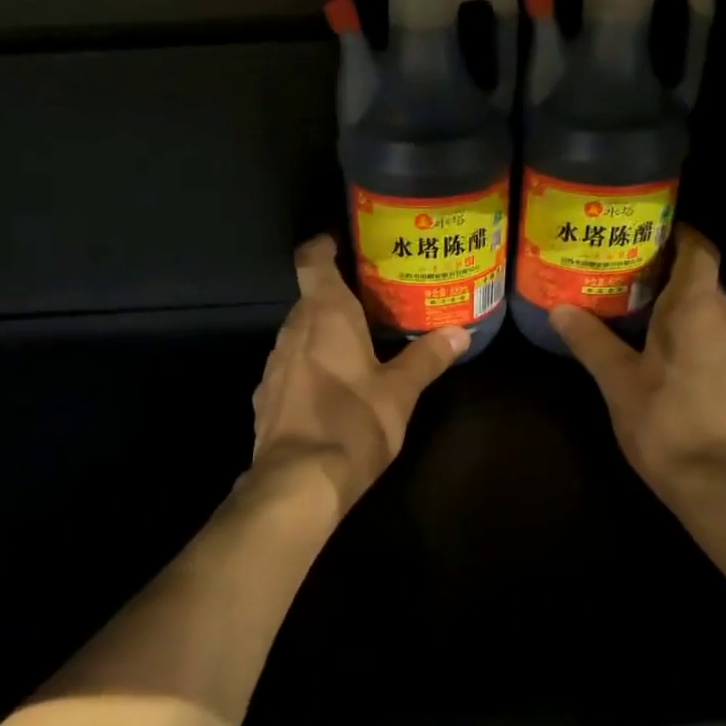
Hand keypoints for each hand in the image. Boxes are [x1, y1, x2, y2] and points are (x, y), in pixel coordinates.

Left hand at [250, 235, 467, 513]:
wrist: (298, 483)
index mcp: (325, 316)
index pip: (313, 261)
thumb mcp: (400, 392)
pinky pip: (290, 366)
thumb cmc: (354, 424)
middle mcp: (292, 330)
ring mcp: (273, 364)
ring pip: (298, 334)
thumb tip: (460, 333)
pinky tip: (331, 388)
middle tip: (372, 302)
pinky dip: (310, 365)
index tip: (341, 242)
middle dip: (336, 297)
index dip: (323, 246)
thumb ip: (427, 358)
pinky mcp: (266, 397)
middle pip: (310, 299)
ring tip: (357, 345)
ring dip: (322, 334)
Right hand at [550, 226, 725, 504]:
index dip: (677, 234)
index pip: (699, 250)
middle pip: (701, 280)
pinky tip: (656, 354)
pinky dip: (686, 335)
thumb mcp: (619, 382)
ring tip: (630, 310)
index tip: (644, 230)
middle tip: (619, 271)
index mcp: (697, 309)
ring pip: (706, 313)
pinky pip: (711, 340)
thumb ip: (591, 341)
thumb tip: (559, 308)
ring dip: (673, 306)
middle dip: (664, 271)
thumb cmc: (668, 424)